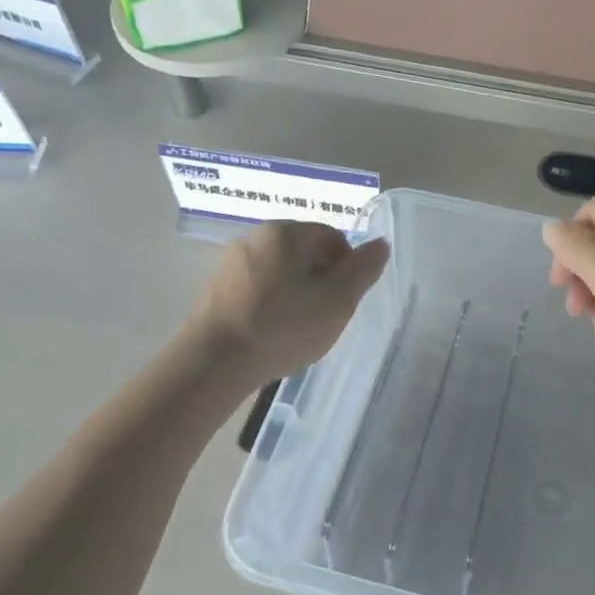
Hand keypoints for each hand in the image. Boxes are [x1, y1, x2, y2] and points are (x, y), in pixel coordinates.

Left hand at [194, 221, 389, 384]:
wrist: (213, 362)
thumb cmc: (283, 326)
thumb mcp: (338, 300)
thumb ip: (364, 269)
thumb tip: (381, 244)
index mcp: (286, 232)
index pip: (332, 237)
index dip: (347, 267)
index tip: (346, 299)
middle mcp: (256, 237)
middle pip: (305, 252)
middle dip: (322, 280)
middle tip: (326, 315)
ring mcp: (231, 263)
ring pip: (281, 271)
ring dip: (297, 293)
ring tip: (299, 328)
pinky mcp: (216, 289)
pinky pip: (257, 288)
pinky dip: (272, 305)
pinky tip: (273, 333)